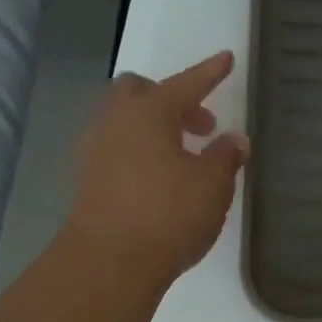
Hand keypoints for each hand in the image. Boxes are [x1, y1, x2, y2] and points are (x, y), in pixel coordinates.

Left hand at [66, 51, 248, 293]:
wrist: (109, 262)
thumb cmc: (168, 214)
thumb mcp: (212, 185)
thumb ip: (225, 156)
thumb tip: (234, 139)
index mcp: (148, 112)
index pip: (185, 83)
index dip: (209, 73)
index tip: (226, 59)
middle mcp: (115, 121)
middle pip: (140, 92)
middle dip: (172, 99)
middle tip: (201, 123)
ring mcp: (95, 150)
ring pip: (125, 120)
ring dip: (154, 127)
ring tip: (183, 154)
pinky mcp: (88, 179)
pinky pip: (117, 148)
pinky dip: (140, 150)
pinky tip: (160, 176)